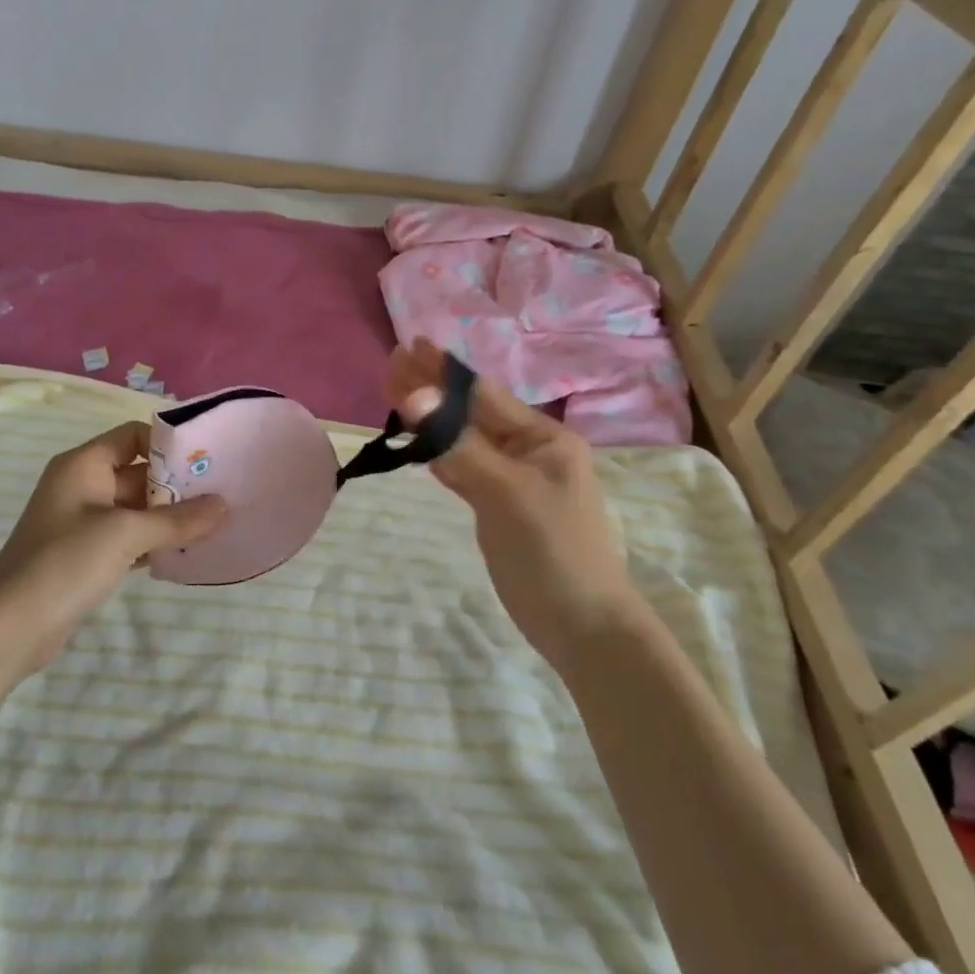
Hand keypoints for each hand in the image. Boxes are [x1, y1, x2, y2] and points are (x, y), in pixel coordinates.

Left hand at [0, 421, 226, 678]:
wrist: (10, 628)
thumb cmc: (66, 562)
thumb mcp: (126, 534)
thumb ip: (177, 519)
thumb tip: (223, 505)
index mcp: (83, 464)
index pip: (133, 436)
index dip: (168, 444)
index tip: (206, 460)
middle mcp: (82, 484)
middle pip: (138, 472)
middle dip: (176, 485)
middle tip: (220, 494)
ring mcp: (82, 521)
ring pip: (135, 507)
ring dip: (168, 516)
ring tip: (212, 524)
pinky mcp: (85, 554)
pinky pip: (127, 536)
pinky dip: (152, 541)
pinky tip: (184, 552)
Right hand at [386, 338, 633, 667]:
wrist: (583, 628)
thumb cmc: (553, 551)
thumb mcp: (508, 492)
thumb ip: (459, 445)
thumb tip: (415, 397)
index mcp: (543, 438)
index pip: (483, 395)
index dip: (444, 371)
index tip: (410, 345)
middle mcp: (528, 450)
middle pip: (470, 412)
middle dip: (431, 388)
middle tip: (391, 363)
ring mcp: (512, 478)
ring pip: (463, 438)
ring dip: (431, 418)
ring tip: (395, 392)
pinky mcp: (498, 505)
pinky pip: (462, 466)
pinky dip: (438, 451)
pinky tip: (418, 441)